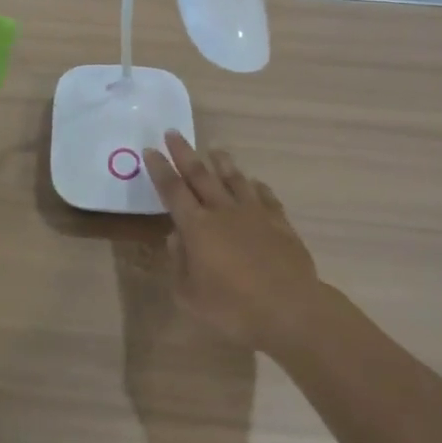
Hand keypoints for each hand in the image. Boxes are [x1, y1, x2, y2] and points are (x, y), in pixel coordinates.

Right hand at [142, 132, 321, 354]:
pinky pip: (266, 197)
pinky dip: (257, 186)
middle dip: (184, 153)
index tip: (151, 150)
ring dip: (222, 163)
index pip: (172, 190)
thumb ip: (178, 263)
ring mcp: (254, 214)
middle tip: (173, 132)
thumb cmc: (233, 308)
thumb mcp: (190, 296)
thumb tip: (175, 237)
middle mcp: (223, 211)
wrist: (290, 310)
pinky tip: (255, 183)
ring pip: (235, 179)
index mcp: (197, 227)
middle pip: (200, 175)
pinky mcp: (279, 223)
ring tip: (215, 150)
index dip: (160, 169)